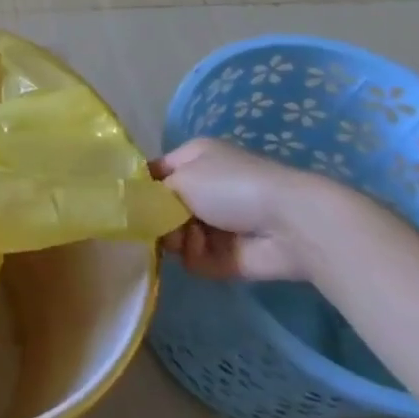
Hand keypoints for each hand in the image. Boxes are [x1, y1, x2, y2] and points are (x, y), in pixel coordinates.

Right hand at [150, 136, 326, 281]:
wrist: (290, 224)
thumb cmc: (231, 186)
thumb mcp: (182, 177)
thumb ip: (153, 193)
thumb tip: (142, 207)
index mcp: (195, 158)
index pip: (156, 172)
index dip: (142, 187)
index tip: (128, 203)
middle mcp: (204, 188)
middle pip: (164, 208)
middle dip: (159, 218)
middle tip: (159, 225)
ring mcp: (216, 224)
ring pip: (177, 235)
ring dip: (177, 239)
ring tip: (187, 238)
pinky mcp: (227, 256)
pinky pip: (196, 259)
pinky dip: (196, 257)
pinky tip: (204, 251)